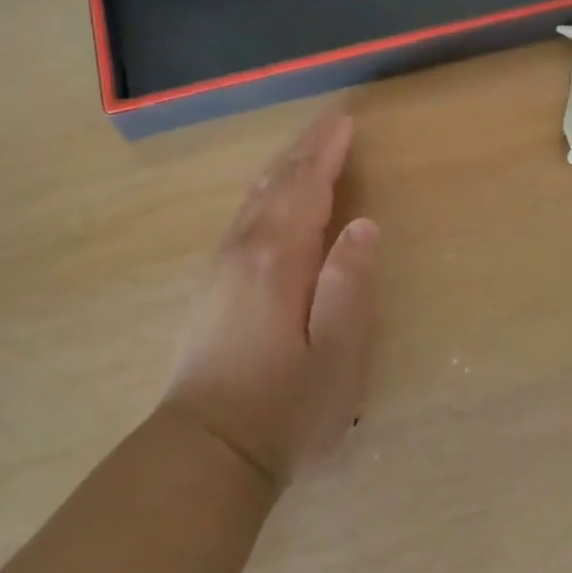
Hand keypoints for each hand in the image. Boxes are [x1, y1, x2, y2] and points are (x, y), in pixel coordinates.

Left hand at [162, 111, 379, 489]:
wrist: (206, 452)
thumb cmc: (284, 406)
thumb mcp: (337, 352)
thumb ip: (350, 282)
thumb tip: (364, 223)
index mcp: (278, 258)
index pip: (306, 186)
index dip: (327, 151)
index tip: (345, 120)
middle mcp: (243, 251)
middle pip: (275, 184)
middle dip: (304, 150)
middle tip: (330, 122)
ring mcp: (220, 269)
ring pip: (253, 200)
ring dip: (282, 169)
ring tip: (304, 151)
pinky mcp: (210, 290)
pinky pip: (242, 219)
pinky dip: (264, 195)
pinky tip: (268, 202)